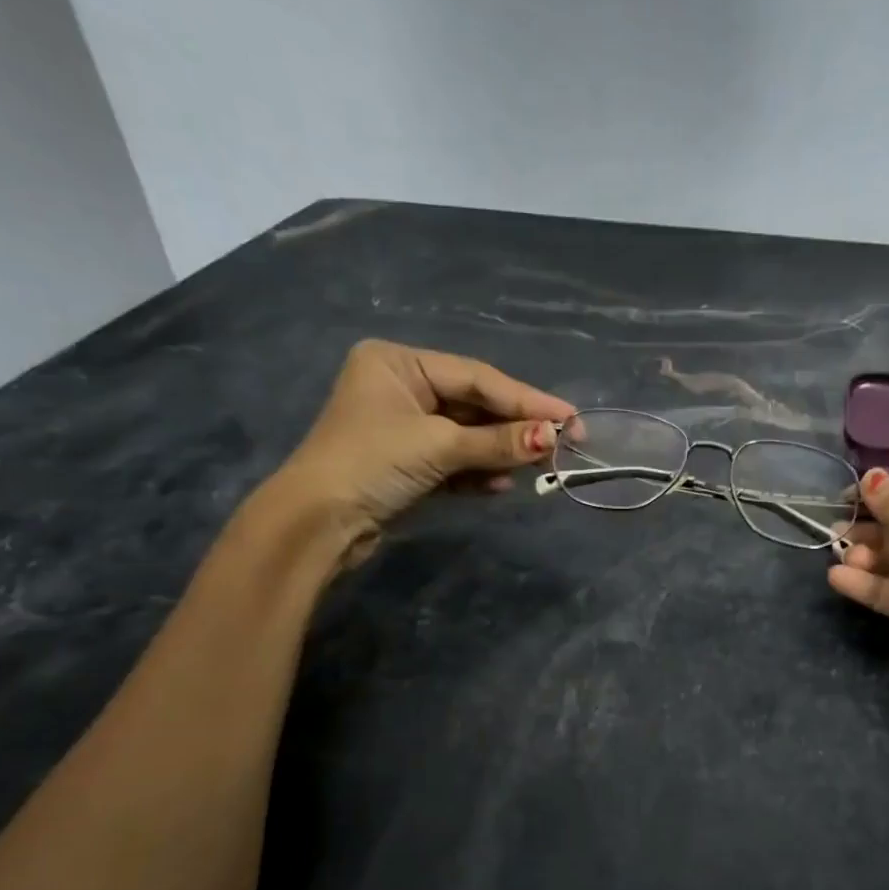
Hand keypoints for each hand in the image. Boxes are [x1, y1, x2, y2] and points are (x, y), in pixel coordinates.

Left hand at [266, 340, 574, 563]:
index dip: (527, 399)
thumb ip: (497, 441)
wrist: (318, 525)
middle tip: (564, 443)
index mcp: (400, 364)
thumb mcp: (438, 446)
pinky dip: (479, 473)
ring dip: (501, 453)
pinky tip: (501, 485)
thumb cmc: (371, 464)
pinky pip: (456, 461)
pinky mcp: (410, 464)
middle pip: (476, 405)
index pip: (477, 377)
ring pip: (469, 436)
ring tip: (541, 466)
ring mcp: (406, 428)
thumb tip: (552, 437)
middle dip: (516, 428)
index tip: (571, 417)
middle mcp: (404, 388)